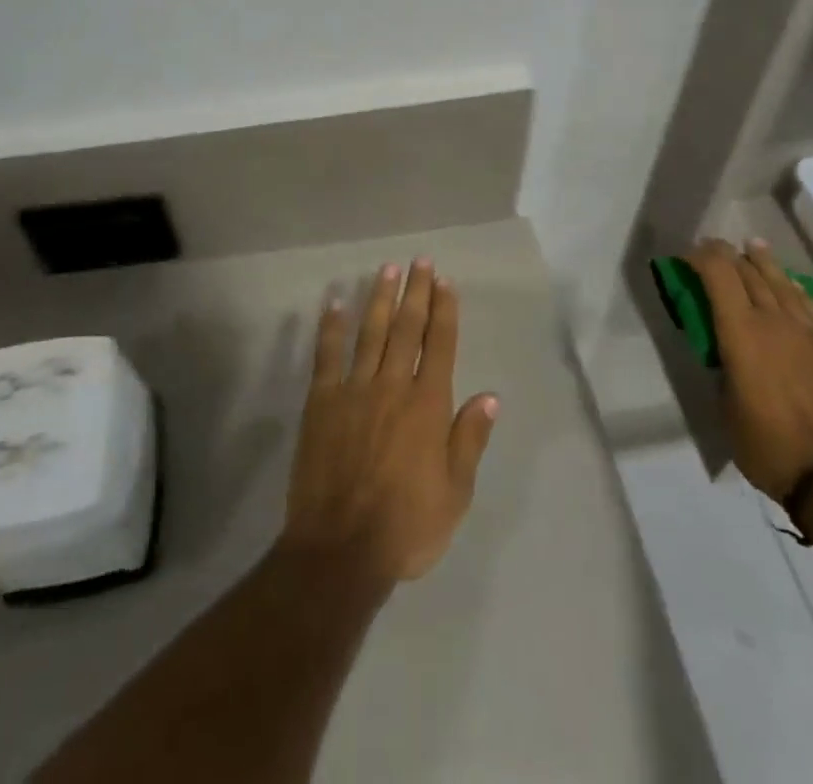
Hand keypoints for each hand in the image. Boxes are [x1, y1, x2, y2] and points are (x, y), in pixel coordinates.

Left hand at [279, 259, 499, 587]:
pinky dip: (331, 326)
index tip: (445, 281)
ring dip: (379, 298)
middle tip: (420, 261)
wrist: (340, 550)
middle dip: (416, 292)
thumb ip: (470, 440)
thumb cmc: (406, 527)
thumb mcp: (455, 493)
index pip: (439, 344)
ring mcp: (354, 390)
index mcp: (428, 406)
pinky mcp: (321, 402)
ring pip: (370, 332)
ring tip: (387, 269)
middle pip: (406, 328)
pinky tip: (335, 301)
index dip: (444, 310)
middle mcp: (393, 386)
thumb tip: (490, 396)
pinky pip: (327, 355)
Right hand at [686, 238, 812, 502]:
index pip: (718, 274)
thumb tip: (724, 354)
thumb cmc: (770, 446)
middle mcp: (775, 321)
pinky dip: (790, 287)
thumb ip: (723, 369)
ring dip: (762, 262)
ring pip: (781, 283)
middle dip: (727, 255)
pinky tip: (788, 286)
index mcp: (741, 332)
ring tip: (752, 248)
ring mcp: (809, 333)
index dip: (700, 257)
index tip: (686, 255)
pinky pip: (807, 305)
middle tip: (712, 249)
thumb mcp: (726, 408)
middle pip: (749, 271)